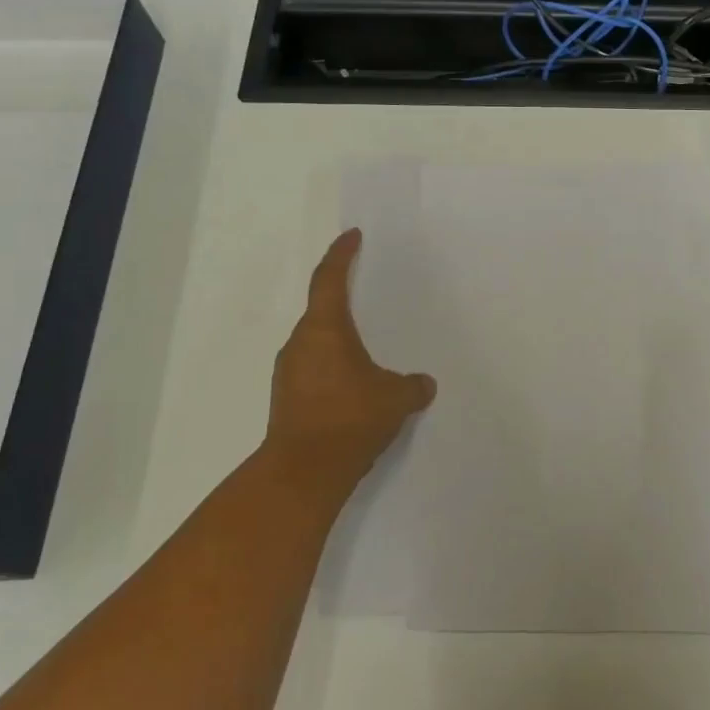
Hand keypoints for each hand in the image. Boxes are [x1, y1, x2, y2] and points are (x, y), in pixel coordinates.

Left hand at [264, 229, 436, 506]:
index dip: (341, 254)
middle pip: (320, 308)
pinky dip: (332, 365)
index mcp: (324, 329)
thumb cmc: (350, 419)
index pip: (329, 278)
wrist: (303, 473)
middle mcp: (300, 343)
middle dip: (342, 299)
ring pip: (315, 342)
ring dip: (337, 338)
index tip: (352, 237)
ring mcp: (288, 372)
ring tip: (366, 346)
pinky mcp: (286, 398)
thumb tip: (423, 384)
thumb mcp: (395, 399)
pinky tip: (353, 385)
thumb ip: (412, 386)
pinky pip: (313, 368)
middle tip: (365, 293)